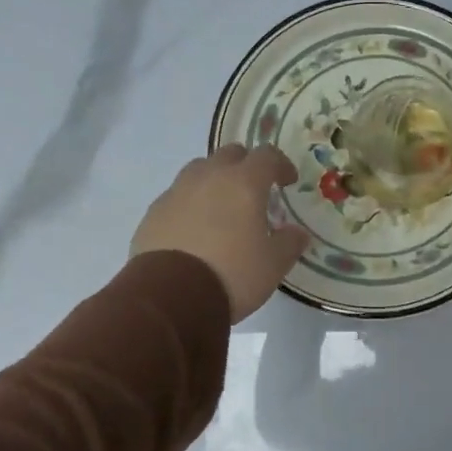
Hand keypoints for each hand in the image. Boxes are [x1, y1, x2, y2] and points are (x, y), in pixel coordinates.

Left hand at [131, 146, 310, 322]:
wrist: (170, 296)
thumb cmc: (232, 273)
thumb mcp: (273, 264)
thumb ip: (290, 243)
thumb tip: (297, 233)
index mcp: (244, 183)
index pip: (267, 156)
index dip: (281, 165)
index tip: (288, 181)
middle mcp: (209, 177)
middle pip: (230, 154)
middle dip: (246, 166)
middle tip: (254, 190)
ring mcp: (176, 192)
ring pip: (199, 170)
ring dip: (214, 180)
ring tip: (222, 207)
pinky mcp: (153, 212)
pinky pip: (177, 196)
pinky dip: (190, 204)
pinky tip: (194, 229)